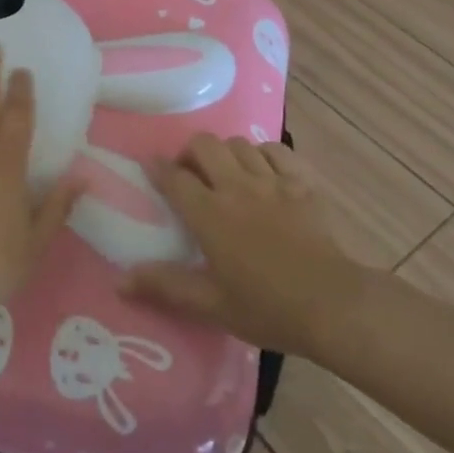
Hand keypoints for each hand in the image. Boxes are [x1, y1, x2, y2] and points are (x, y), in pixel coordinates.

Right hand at [121, 134, 370, 357]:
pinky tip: (262, 170)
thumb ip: (165, 287)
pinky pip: (276, 150)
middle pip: (204, 145)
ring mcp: (273, 181)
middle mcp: (237, 187)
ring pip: (239, 144)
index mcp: (210, 214)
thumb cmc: (268, 308)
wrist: (334, 305)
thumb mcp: (211, 305)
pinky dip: (263, 153)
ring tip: (225, 173)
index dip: (158, 168)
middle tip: (190, 174)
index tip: (150, 167)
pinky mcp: (303, 183)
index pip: (174, 178)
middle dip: (190, 153)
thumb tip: (118, 281)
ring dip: (225, 153)